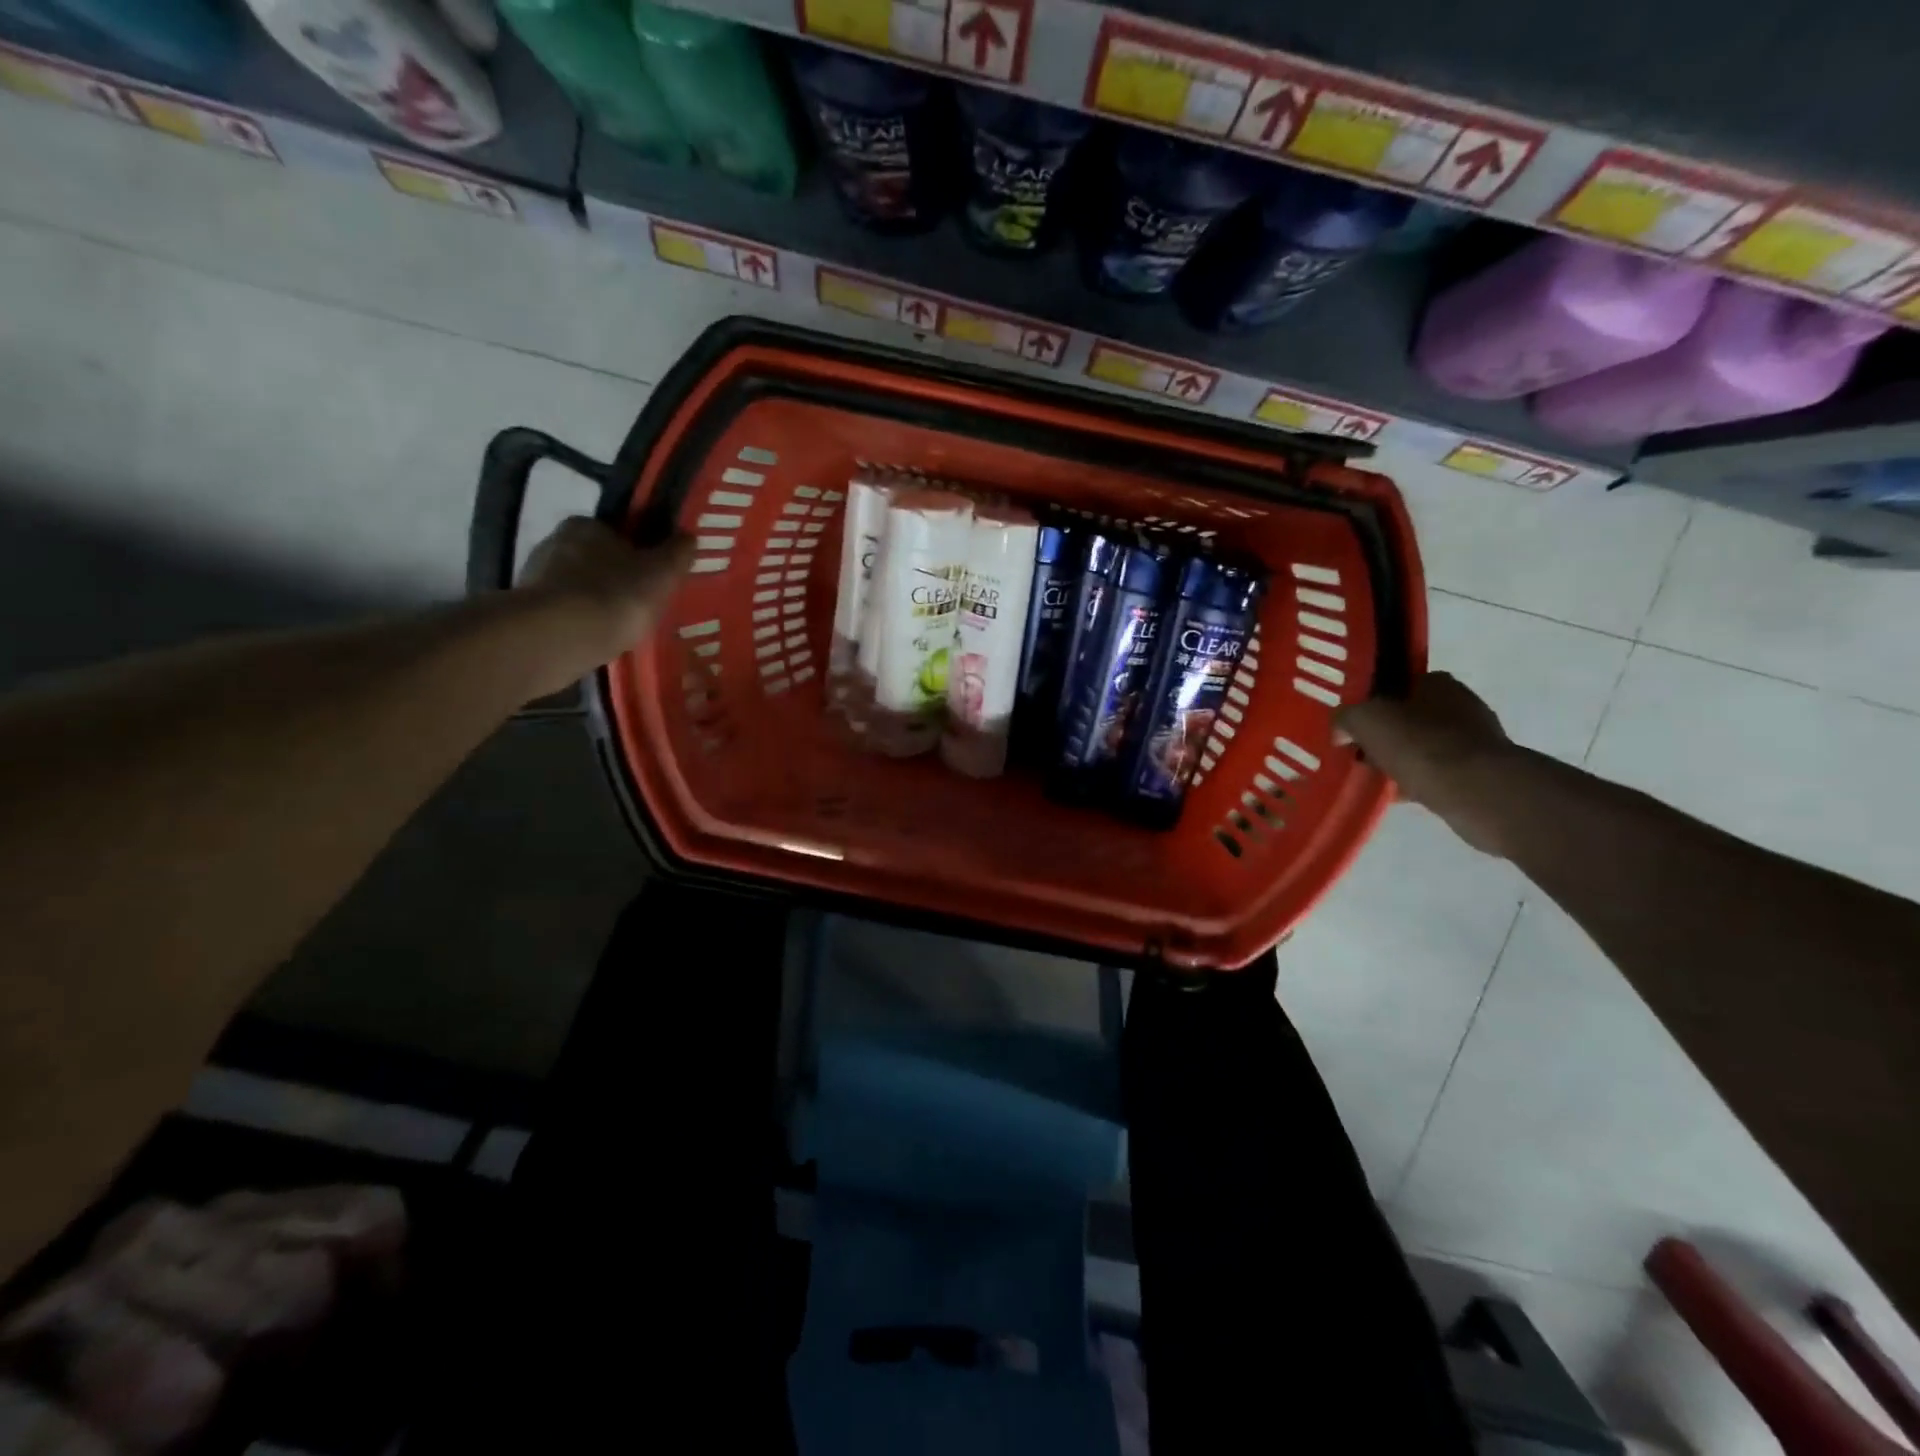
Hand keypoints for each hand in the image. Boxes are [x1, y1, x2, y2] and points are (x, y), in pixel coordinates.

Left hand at [515, 518, 691, 689]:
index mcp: (587, 525)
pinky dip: (581, 622)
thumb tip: (688, 537)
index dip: (639, 552)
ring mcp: (536, 577)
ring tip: (621, 627)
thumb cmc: (617, 595)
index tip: (653, 575)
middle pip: (596, 558)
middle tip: (640, 603)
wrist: (560, 637)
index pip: (618, 532)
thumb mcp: (661, 573)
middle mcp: (555, 542)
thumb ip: (677, 554)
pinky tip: (598, 639)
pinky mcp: (527, 610)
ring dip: (596, 601)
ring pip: (578, 586)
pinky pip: (564, 612)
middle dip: (616, 577)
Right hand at [1337, 673, 1515, 855]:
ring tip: (1376, 779)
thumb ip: (1345, 718)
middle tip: (1359, 755)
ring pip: (1422, 747)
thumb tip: (1341, 731)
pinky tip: (1399, 795)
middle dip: (1384, 736)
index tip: (1353, 727)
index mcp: (1437, 682)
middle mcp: (1461, 704)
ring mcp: (1475, 738)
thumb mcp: (1365, 720)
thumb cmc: (1420, 745)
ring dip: (1400, 761)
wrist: (1477, 790)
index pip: (1396, 686)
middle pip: (1408, 718)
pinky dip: (1417, 781)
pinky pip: (1437, 772)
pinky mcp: (1481, 770)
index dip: (1371, 704)